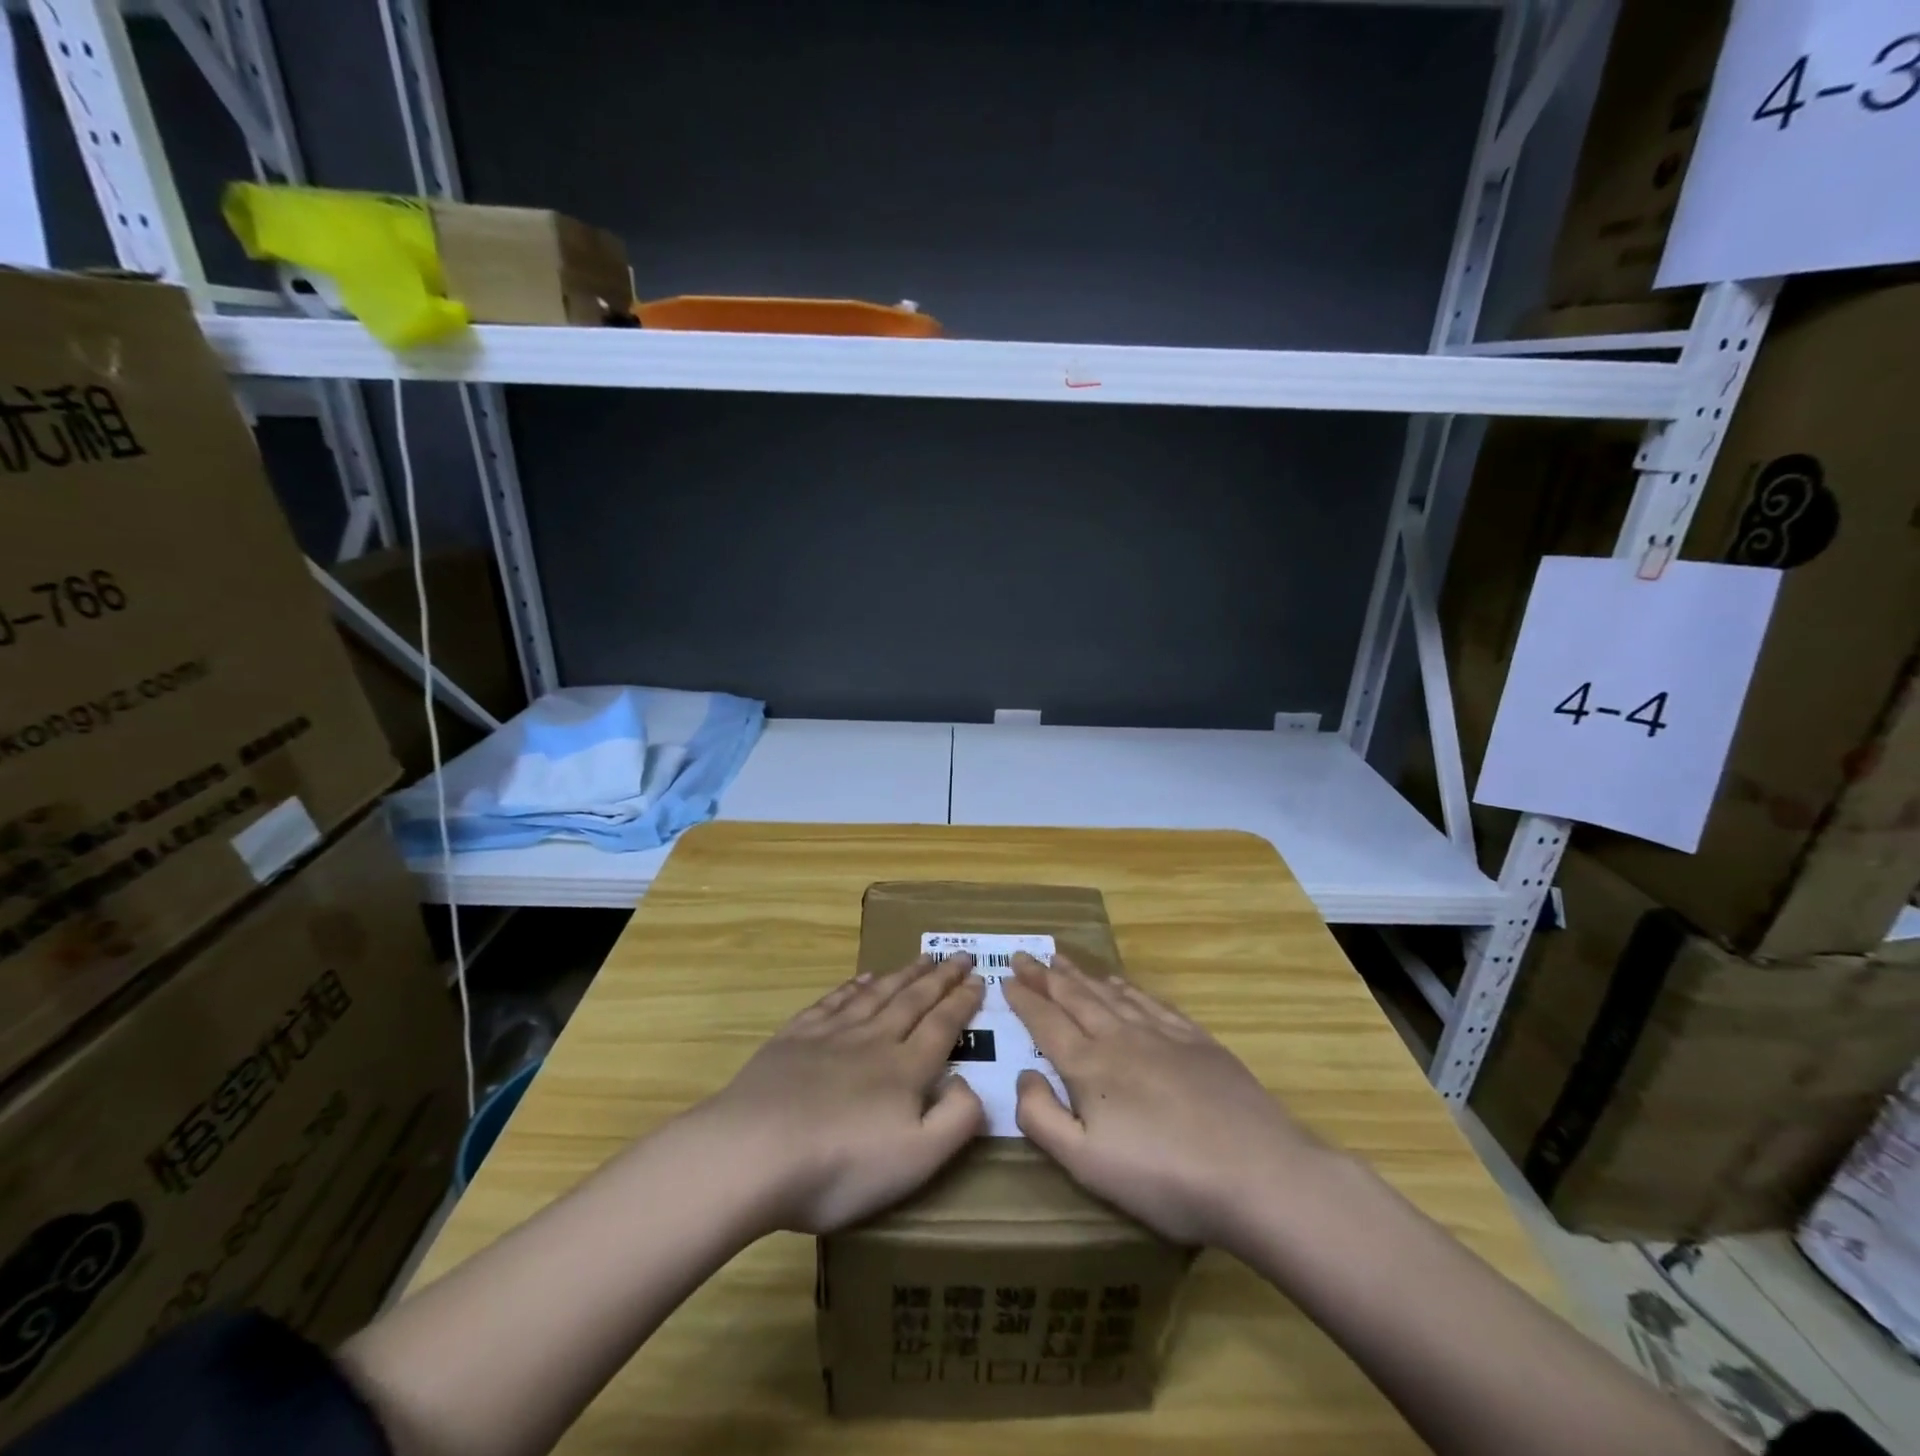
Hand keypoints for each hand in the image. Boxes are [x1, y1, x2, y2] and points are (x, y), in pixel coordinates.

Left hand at [697, 955, 985, 1233]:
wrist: (753, 1152)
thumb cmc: (840, 1166)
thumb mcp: (916, 1159)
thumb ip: (956, 1120)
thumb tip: (970, 1083)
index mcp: (905, 1069)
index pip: (942, 1025)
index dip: (963, 1001)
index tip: (980, 978)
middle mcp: (873, 1040)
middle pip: (913, 1000)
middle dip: (940, 977)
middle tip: (959, 955)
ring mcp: (831, 1034)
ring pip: (877, 994)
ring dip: (903, 974)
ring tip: (922, 958)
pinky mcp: (794, 1038)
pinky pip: (833, 1001)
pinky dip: (852, 985)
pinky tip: (862, 978)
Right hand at [1005, 953, 1326, 1250]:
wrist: (1258, 1172)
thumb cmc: (1165, 1177)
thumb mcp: (1087, 1163)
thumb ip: (1043, 1118)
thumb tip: (1024, 1077)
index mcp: (1089, 1065)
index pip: (1046, 1021)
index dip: (1024, 999)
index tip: (1006, 978)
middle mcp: (1119, 1036)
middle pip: (1075, 996)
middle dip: (1046, 976)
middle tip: (1025, 955)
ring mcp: (1161, 1034)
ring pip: (1110, 992)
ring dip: (1082, 974)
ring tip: (1062, 959)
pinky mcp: (1196, 1040)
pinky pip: (1149, 1001)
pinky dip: (1127, 987)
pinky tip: (1120, 982)